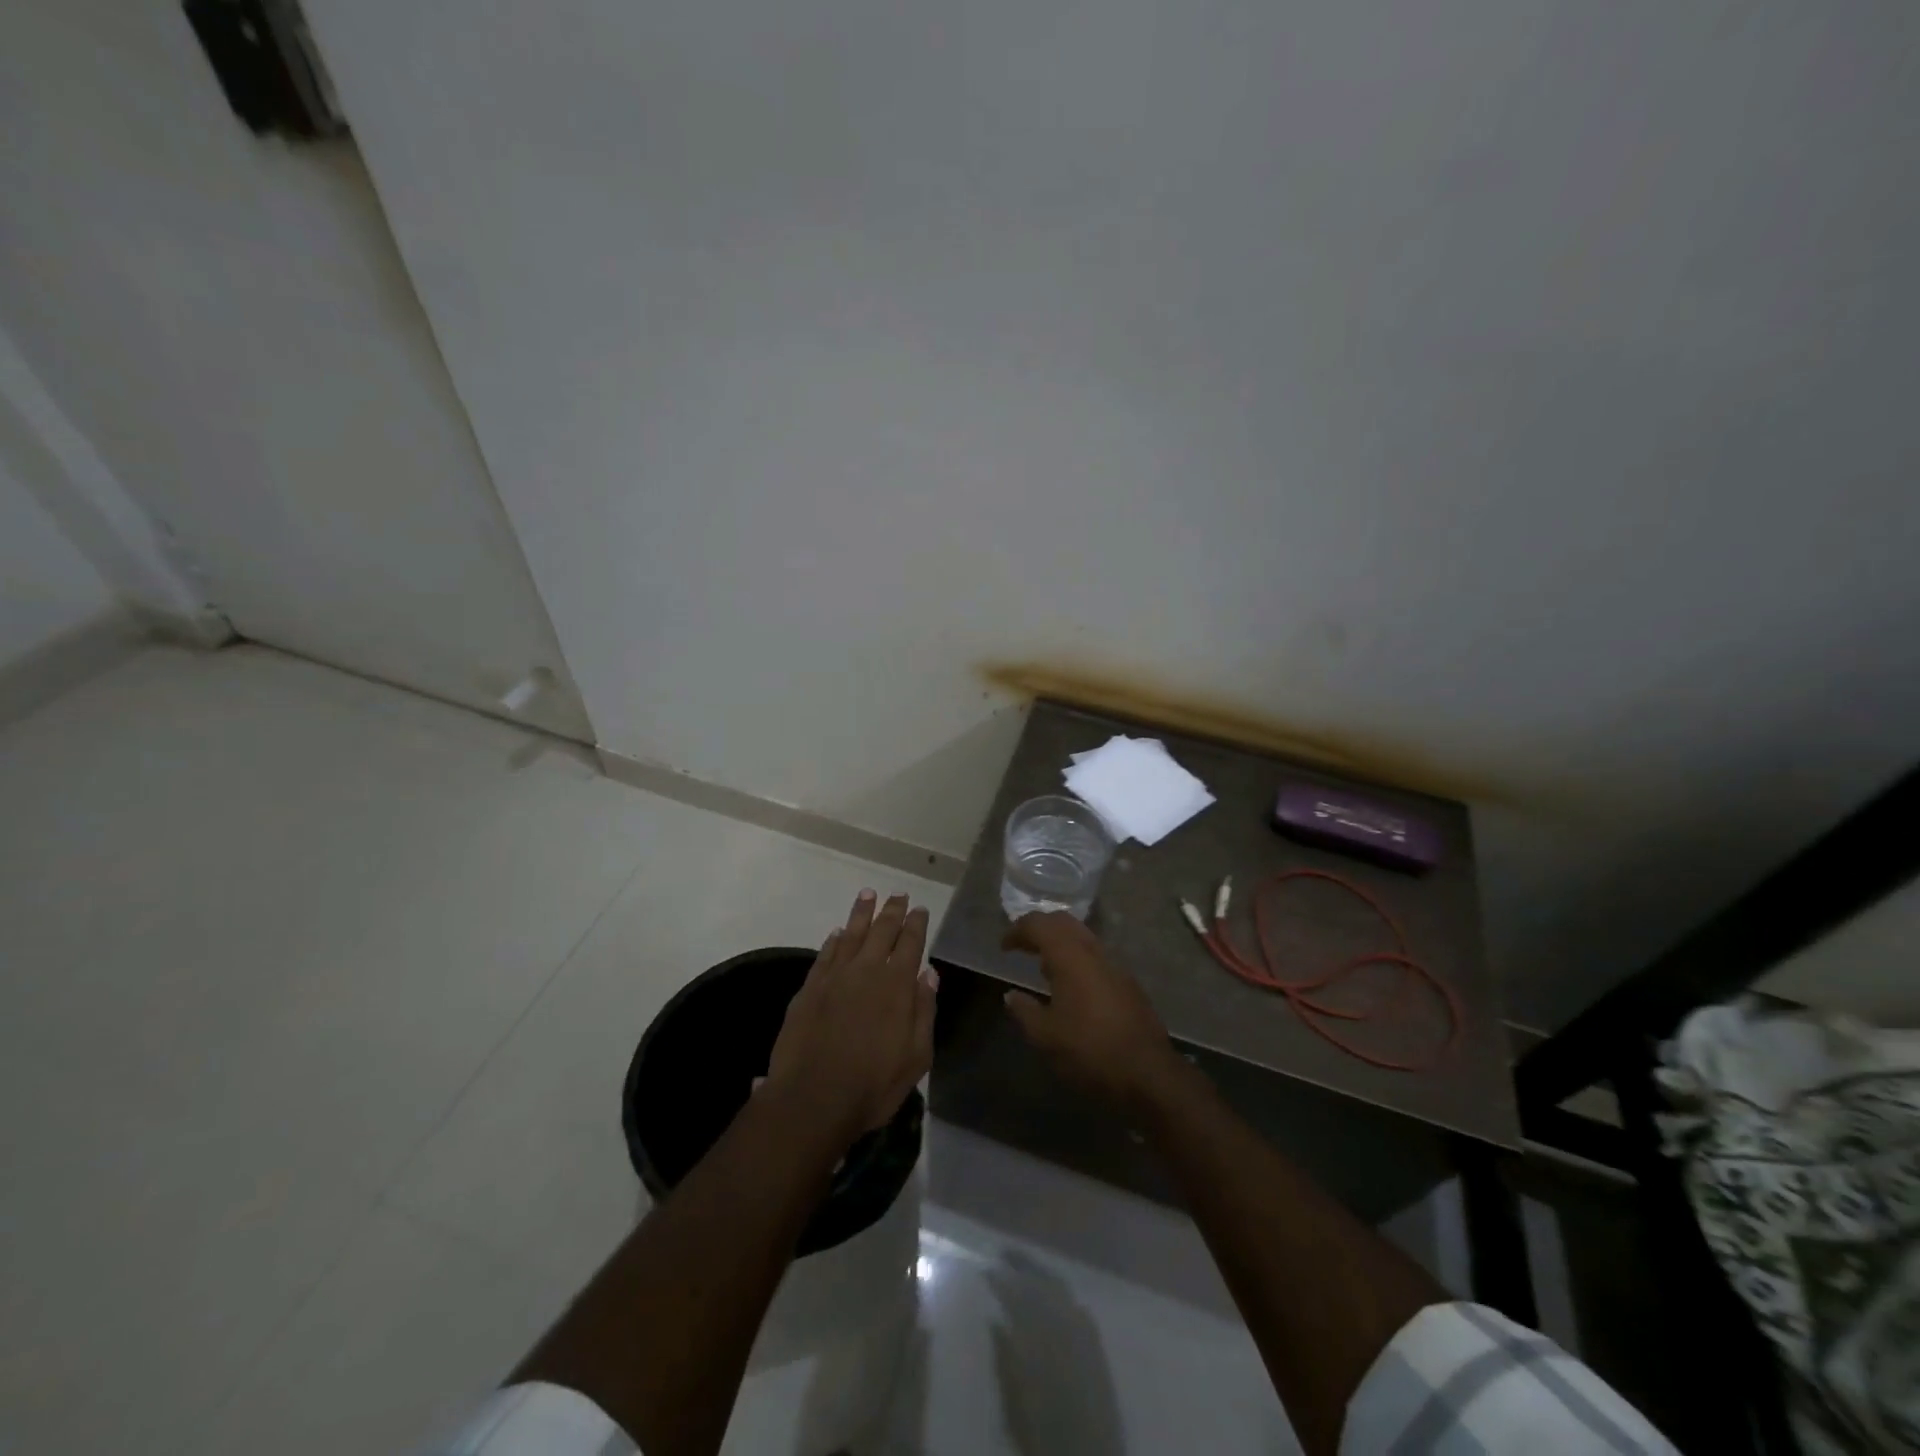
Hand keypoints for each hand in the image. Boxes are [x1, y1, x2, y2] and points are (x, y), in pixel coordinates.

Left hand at [766, 890, 937, 1144]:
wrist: (813, 1099)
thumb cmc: (873, 1084)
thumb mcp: (916, 1056)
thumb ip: (924, 1010)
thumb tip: (929, 973)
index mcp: (897, 985)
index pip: (910, 944)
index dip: (916, 924)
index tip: (920, 909)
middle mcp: (866, 971)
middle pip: (882, 931)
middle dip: (892, 911)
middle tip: (898, 894)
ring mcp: (835, 977)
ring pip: (851, 934)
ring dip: (862, 913)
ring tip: (868, 894)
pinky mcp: (810, 989)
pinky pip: (825, 954)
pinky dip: (834, 940)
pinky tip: (838, 932)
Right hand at [1001, 912, 1187, 1115]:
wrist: (1148, 1074)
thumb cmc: (1089, 1050)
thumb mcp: (1045, 1036)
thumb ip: (1024, 1010)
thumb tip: (1011, 995)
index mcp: (1070, 956)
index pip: (1039, 925)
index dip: (1017, 930)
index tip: (1004, 947)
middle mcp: (1093, 952)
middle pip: (1064, 923)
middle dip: (1040, 928)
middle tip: (1022, 946)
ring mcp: (1115, 966)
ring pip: (1083, 938)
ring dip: (1060, 943)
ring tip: (1043, 966)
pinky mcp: (1128, 984)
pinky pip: (1096, 957)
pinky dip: (1077, 959)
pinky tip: (1071, 987)